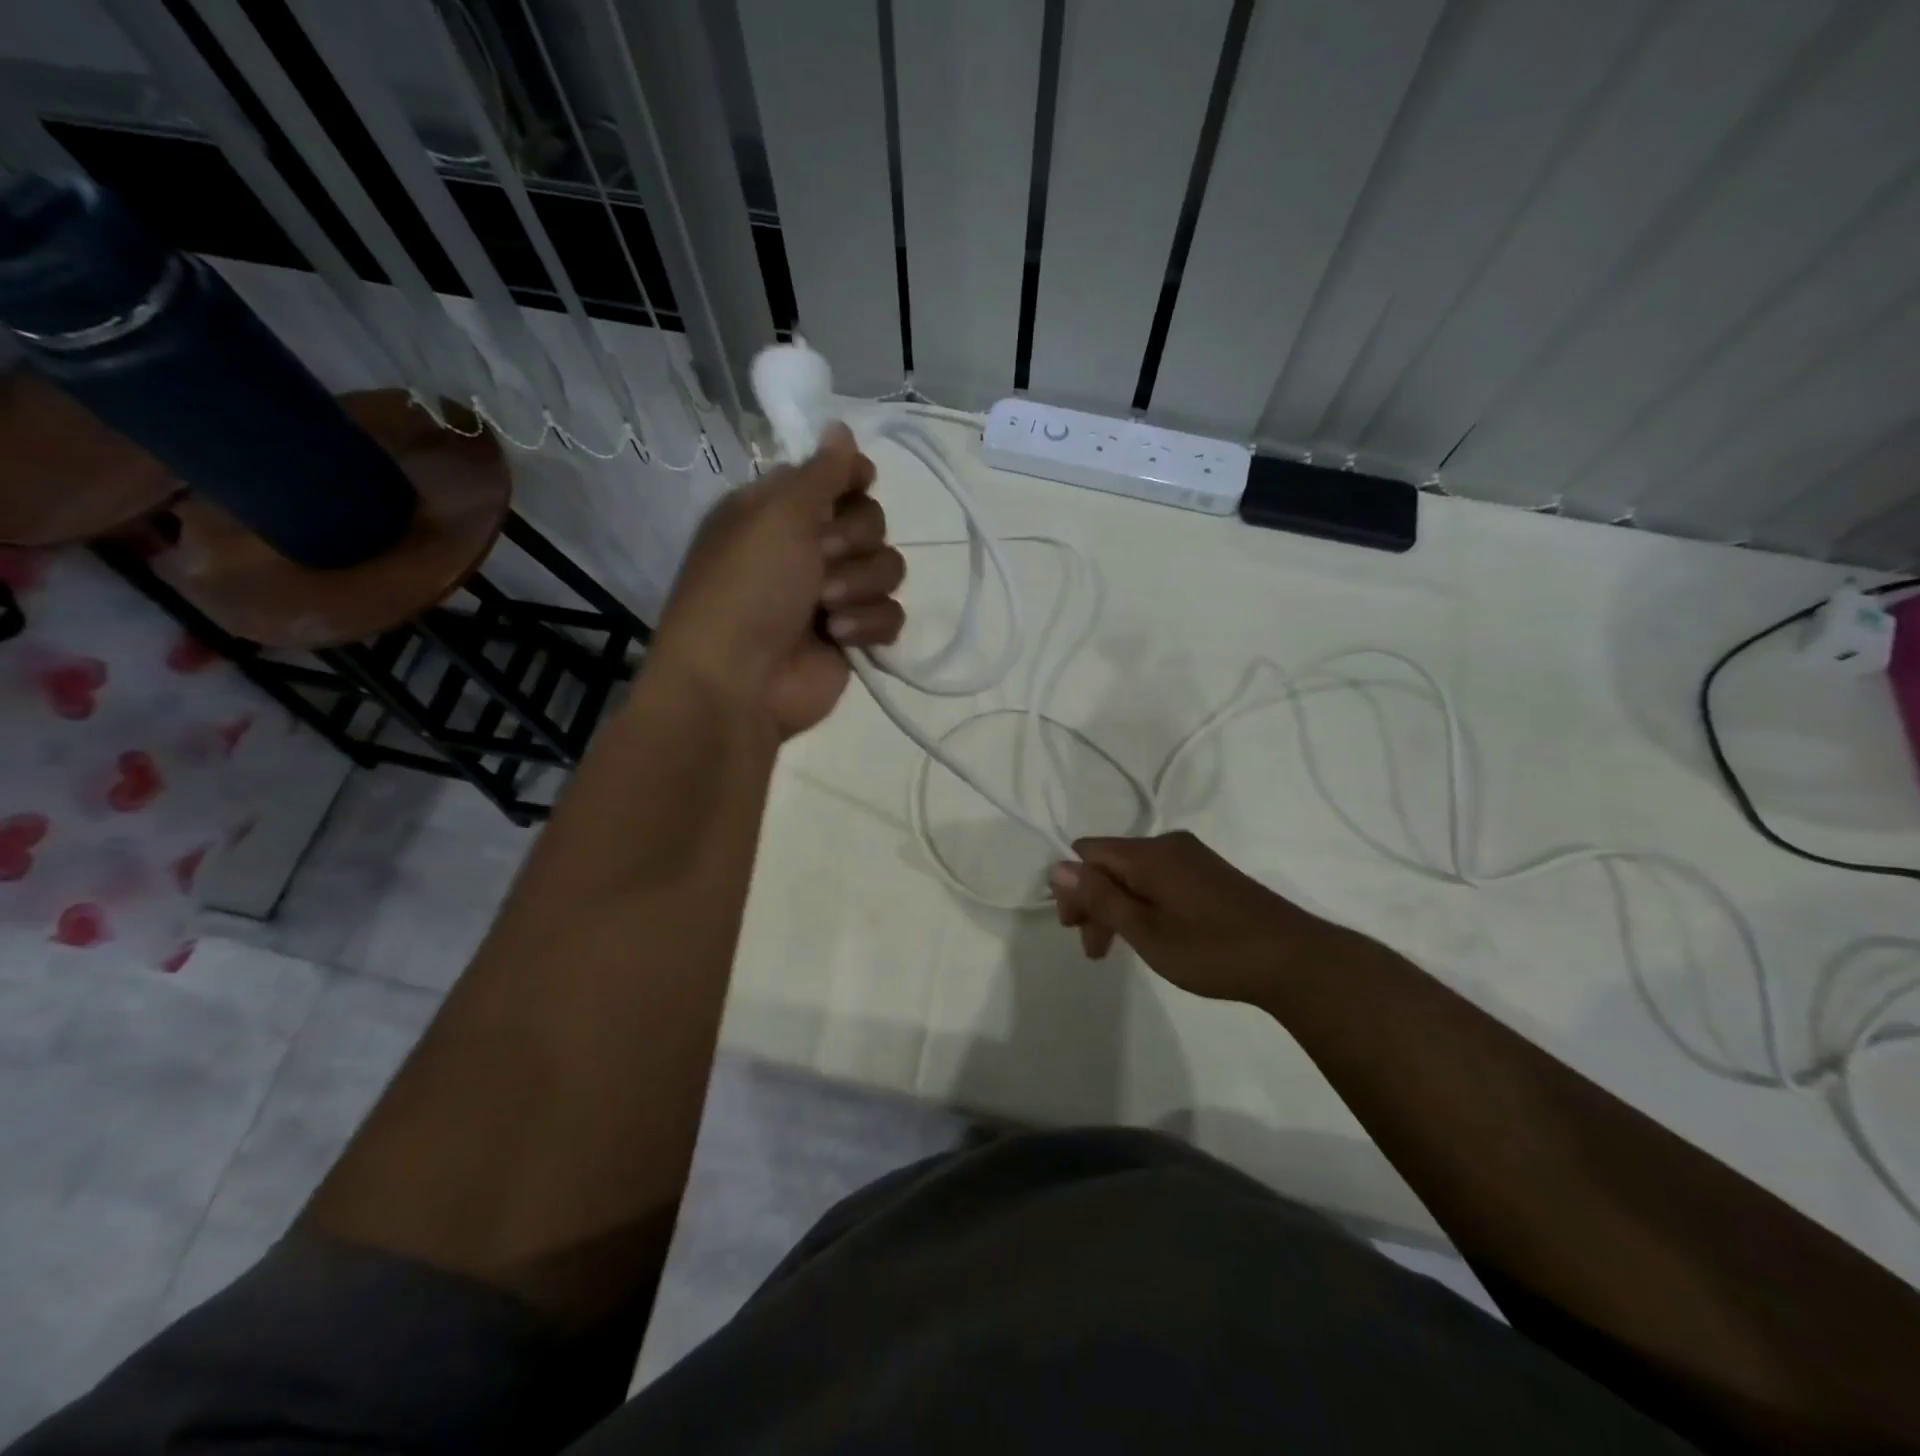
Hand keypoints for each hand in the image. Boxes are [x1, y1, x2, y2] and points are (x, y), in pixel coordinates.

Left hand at [653, 423, 904, 737]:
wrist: (739, 683)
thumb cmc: (747, 589)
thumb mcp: (777, 515)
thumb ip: (820, 472)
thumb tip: (840, 427)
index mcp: (779, 511)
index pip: (837, 476)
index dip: (853, 479)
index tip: (859, 484)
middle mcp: (807, 547)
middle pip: (872, 521)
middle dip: (854, 541)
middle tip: (822, 559)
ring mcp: (833, 594)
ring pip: (888, 568)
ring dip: (861, 586)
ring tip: (826, 608)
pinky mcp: (853, 636)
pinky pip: (891, 614)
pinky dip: (870, 624)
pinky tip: (840, 637)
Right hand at [1049, 831, 1340, 1006]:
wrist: (1294, 960)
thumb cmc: (1212, 949)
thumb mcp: (1146, 931)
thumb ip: (1100, 898)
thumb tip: (1057, 865)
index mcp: (1149, 853)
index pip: (1088, 853)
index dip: (1073, 888)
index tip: (1077, 929)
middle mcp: (1168, 845)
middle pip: (1110, 863)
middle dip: (1093, 901)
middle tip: (1095, 949)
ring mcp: (1192, 858)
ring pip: (1134, 874)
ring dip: (1118, 906)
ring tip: (1120, 950)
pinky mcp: (1210, 874)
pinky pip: (1159, 879)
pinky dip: (1144, 904)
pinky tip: (1153, 934)